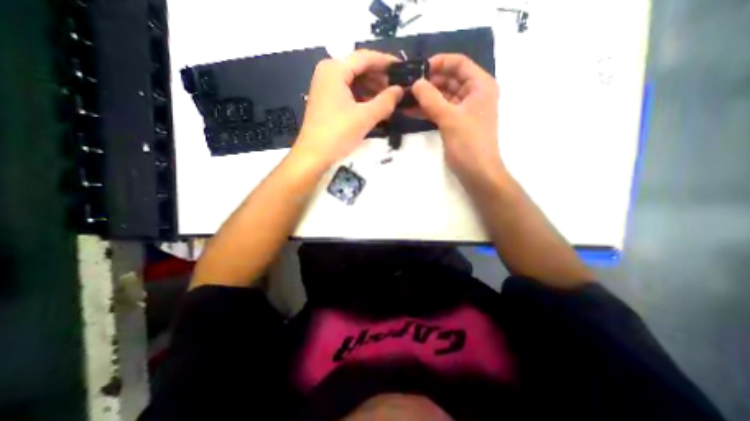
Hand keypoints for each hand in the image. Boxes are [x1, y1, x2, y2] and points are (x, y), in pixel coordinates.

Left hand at [293, 49, 403, 166]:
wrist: (313, 156)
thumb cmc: (338, 133)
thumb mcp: (365, 117)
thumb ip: (385, 101)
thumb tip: (400, 90)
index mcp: (335, 69)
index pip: (365, 57)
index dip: (386, 62)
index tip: (403, 69)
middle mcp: (328, 73)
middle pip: (359, 69)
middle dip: (379, 78)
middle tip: (398, 88)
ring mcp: (325, 88)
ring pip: (354, 82)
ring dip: (372, 90)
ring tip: (389, 100)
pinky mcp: (326, 102)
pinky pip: (348, 93)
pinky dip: (362, 98)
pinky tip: (374, 107)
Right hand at [409, 52, 502, 182]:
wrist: (477, 172)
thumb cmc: (469, 143)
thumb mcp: (450, 118)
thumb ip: (431, 99)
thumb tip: (415, 83)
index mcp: (480, 85)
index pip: (459, 63)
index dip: (439, 62)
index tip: (418, 69)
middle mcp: (473, 94)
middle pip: (449, 79)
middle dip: (429, 82)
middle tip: (407, 85)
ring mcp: (464, 110)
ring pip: (443, 96)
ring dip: (425, 97)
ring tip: (405, 97)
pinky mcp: (455, 123)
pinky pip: (440, 111)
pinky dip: (427, 110)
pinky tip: (411, 111)